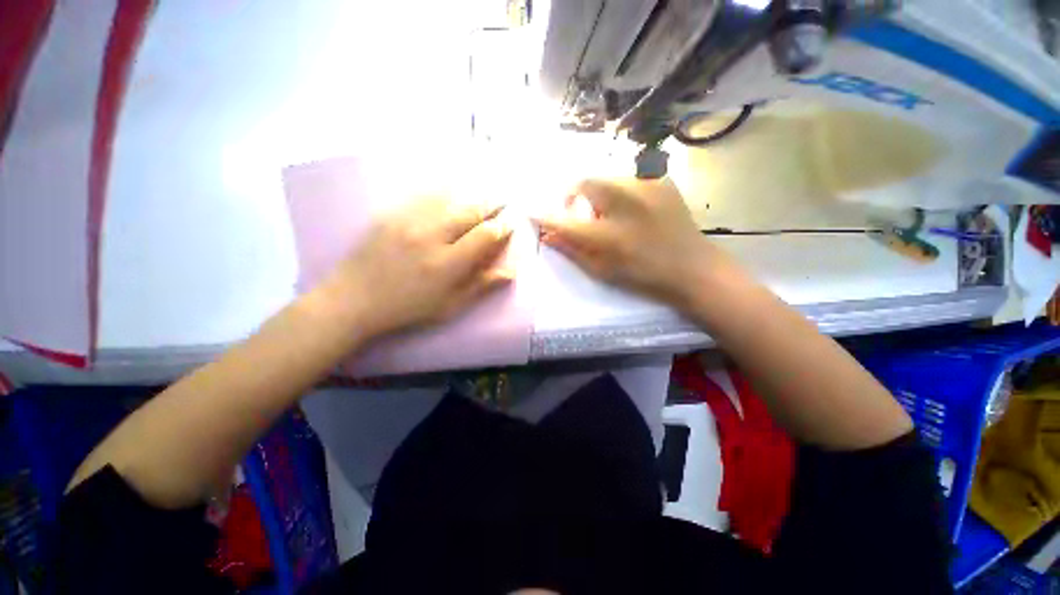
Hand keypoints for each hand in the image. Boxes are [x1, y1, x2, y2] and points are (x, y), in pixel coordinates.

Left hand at [320, 197, 513, 337]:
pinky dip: (443, 190)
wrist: (354, 299)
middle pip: (470, 212)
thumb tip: (510, 272)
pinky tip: (452, 188)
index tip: (512, 222)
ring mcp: (409, 222)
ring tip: (484, 192)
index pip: (485, 236)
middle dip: (491, 205)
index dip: (502, 227)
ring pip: (449, 199)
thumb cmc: (408, 309)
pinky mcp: (391, 214)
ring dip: (471, 194)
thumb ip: (481, 286)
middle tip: (504, 200)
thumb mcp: (449, 306)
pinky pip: (423, 196)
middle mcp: (431, 237)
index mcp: (448, 264)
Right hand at [536, 178, 739, 311]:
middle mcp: (624, 204)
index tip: (531, 211)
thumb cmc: (643, 276)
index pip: (564, 221)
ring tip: (607, 212)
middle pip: (583, 182)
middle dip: (572, 194)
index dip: (545, 216)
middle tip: (576, 210)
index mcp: (608, 235)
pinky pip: (628, 178)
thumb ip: (572, 250)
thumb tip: (548, 235)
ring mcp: (646, 187)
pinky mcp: (661, 181)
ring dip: (596, 192)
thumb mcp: (602, 270)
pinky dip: (619, 191)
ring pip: (605, 177)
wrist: (693, 268)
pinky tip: (629, 208)